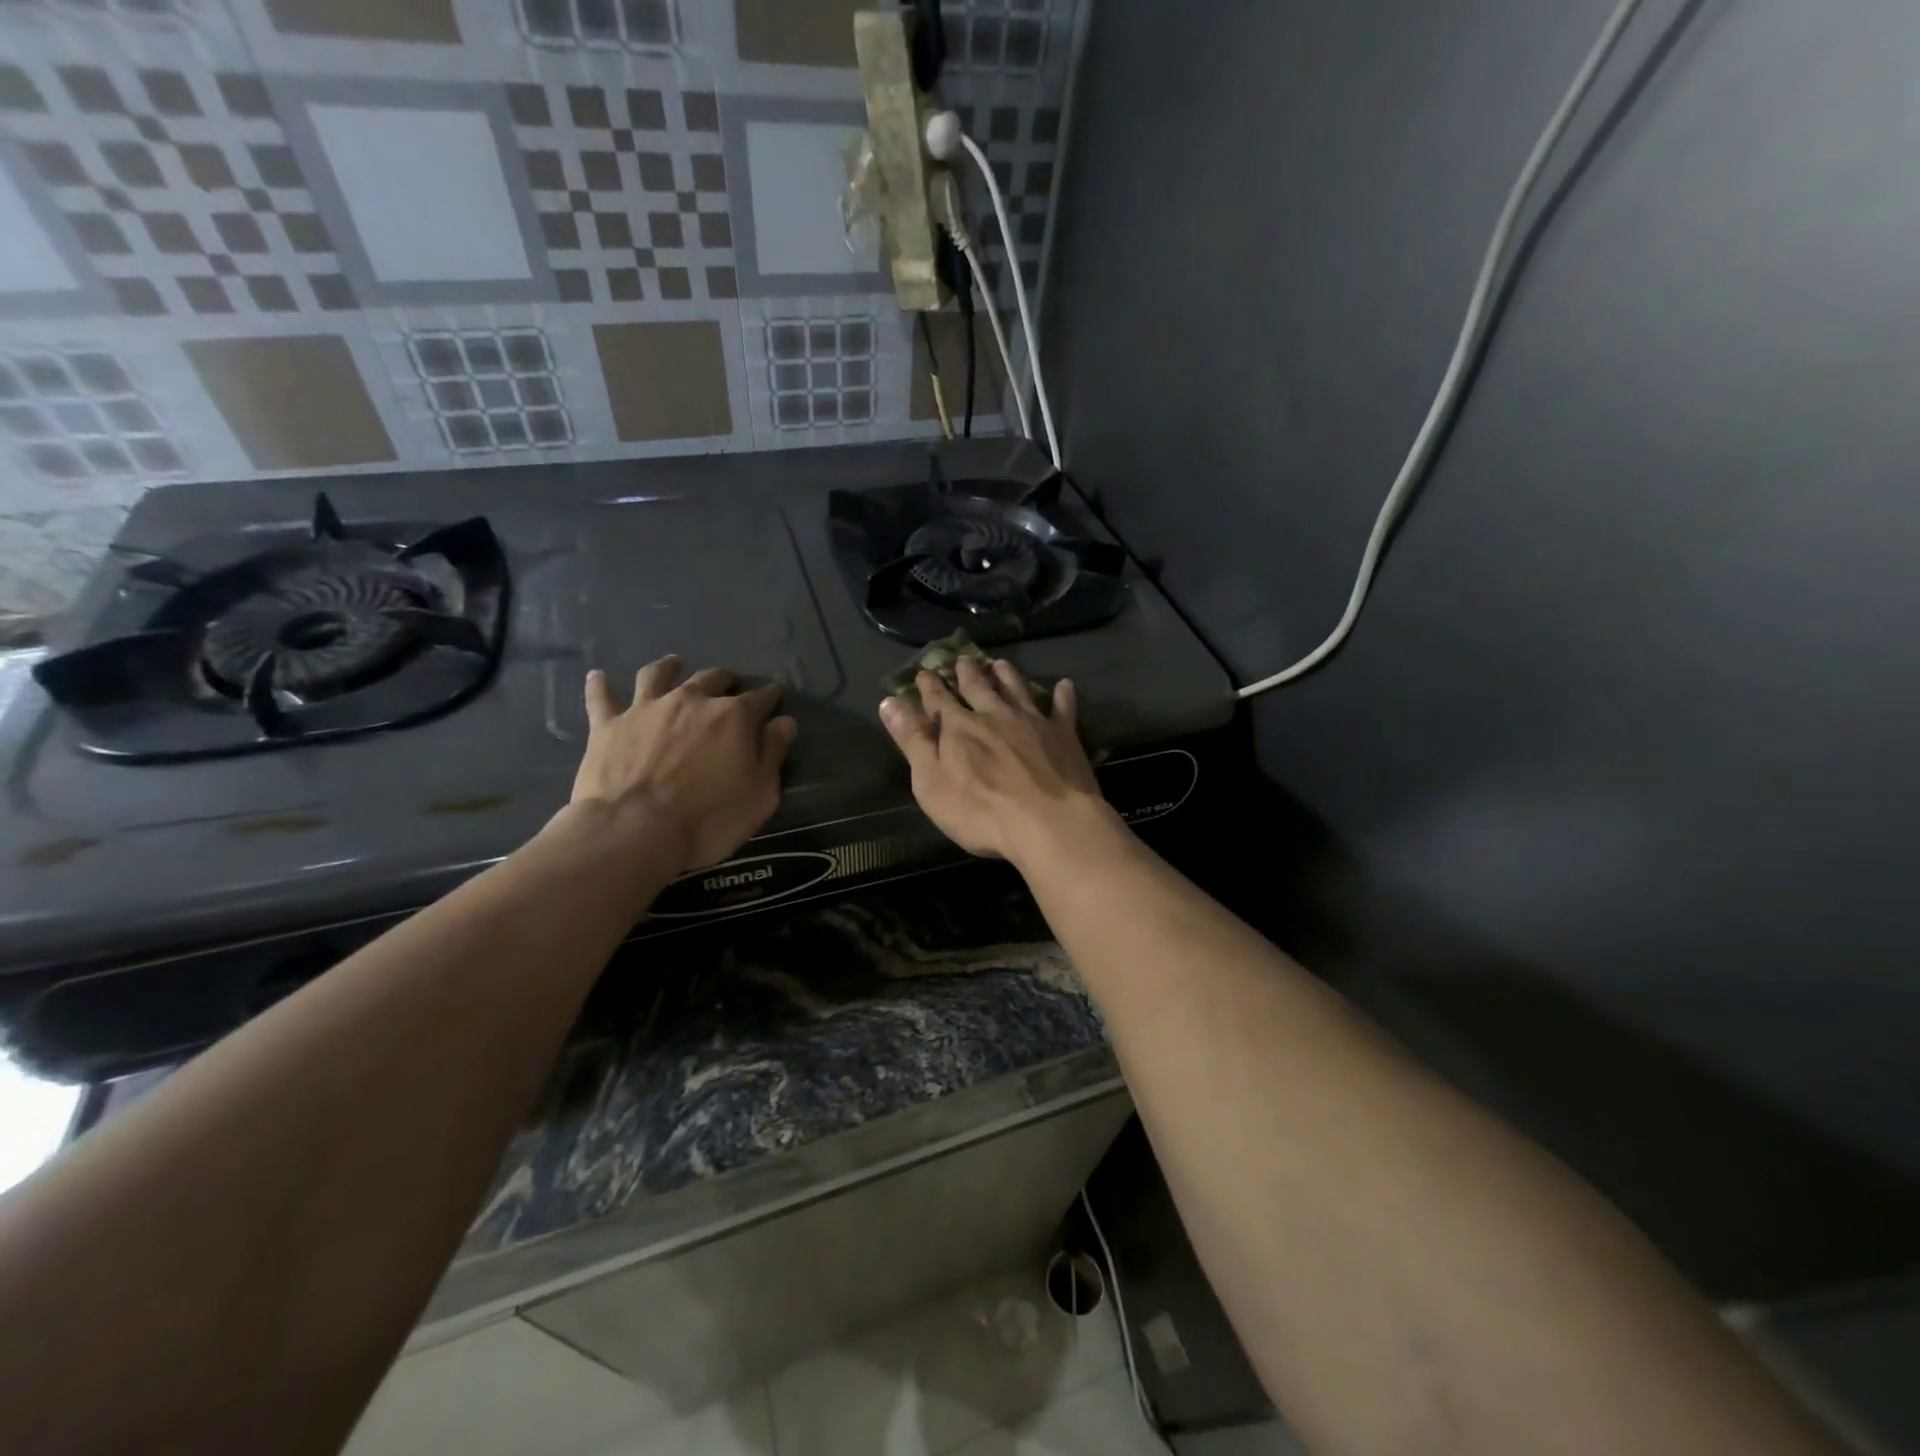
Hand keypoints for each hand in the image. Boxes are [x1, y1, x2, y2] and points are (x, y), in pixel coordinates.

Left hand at [571, 655, 796, 874]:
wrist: (634, 831)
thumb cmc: (709, 818)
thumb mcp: (760, 794)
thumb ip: (773, 753)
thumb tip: (784, 722)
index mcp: (734, 716)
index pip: (760, 698)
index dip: (770, 696)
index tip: (775, 698)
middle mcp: (692, 700)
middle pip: (712, 679)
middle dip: (725, 679)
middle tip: (729, 684)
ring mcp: (647, 708)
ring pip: (658, 674)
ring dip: (669, 667)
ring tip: (674, 664)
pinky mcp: (609, 724)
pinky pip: (602, 697)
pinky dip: (600, 685)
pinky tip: (597, 676)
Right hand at [879, 655, 1114, 865]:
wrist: (1049, 822)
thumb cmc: (981, 811)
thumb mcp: (931, 782)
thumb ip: (913, 741)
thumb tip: (890, 702)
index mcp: (959, 727)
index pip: (938, 699)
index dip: (929, 686)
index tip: (923, 672)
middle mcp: (994, 715)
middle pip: (978, 686)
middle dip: (967, 672)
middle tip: (963, 658)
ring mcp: (1032, 722)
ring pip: (1016, 689)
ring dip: (1006, 675)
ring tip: (1000, 663)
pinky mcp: (1063, 735)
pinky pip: (1063, 708)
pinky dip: (1063, 695)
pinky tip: (1065, 684)